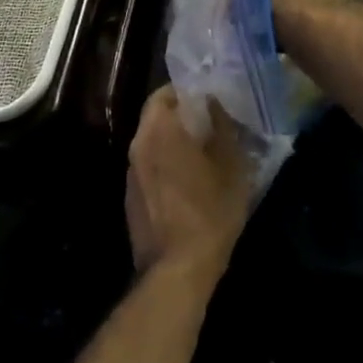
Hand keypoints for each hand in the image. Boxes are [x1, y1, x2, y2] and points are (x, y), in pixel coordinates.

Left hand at [125, 86, 253, 278]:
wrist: (177, 270)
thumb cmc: (210, 212)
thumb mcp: (231, 166)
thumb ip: (223, 127)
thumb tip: (214, 103)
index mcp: (160, 130)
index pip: (165, 93)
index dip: (187, 92)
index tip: (208, 98)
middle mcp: (138, 144)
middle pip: (156, 116)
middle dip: (181, 116)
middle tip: (210, 124)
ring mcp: (131, 173)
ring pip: (152, 142)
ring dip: (173, 141)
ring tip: (202, 152)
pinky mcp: (131, 197)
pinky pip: (149, 167)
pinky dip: (165, 164)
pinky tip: (188, 182)